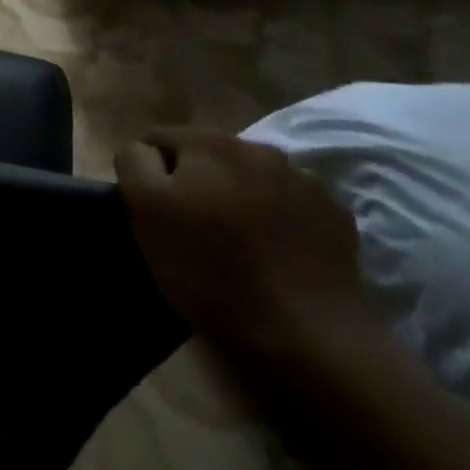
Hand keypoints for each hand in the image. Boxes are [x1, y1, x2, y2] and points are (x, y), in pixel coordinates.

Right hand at [113, 128, 372, 364]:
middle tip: (189, 227)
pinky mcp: (334, 216)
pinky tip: (270, 252)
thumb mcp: (145, 210)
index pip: (158, 139)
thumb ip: (135, 162)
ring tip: (232, 241)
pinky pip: (288, 205)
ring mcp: (304, 181)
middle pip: (207, 155)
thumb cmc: (208, 267)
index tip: (150, 211)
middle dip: (194, 181)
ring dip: (235, 197)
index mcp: (209, 142)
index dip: (147, 172)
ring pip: (249, 178)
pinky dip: (274, 218)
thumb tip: (143, 149)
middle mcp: (259, 148)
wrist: (304, 331)